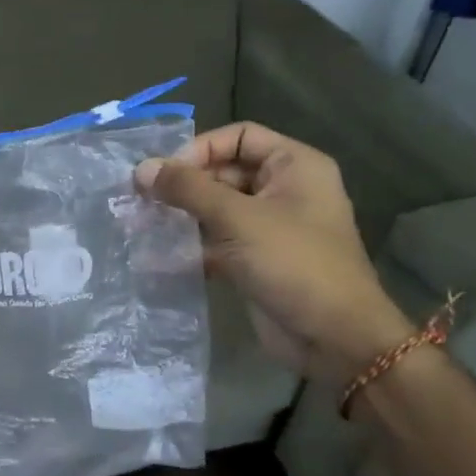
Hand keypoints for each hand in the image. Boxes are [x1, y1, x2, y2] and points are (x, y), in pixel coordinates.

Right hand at [136, 123, 412, 382]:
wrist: (334, 339)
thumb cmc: (294, 264)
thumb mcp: (238, 219)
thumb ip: (188, 189)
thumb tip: (141, 168)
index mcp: (295, 166)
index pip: (239, 137)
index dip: (200, 149)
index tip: (165, 174)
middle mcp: (284, 190)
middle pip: (224, 171)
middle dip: (184, 185)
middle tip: (142, 200)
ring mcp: (269, 226)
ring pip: (216, 208)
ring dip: (182, 215)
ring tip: (142, 224)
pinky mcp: (255, 259)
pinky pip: (217, 239)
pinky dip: (190, 244)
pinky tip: (157, 254)